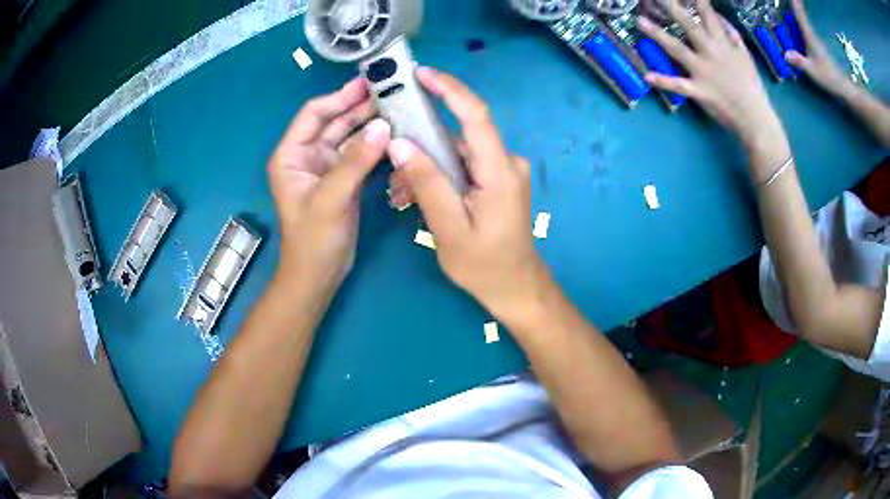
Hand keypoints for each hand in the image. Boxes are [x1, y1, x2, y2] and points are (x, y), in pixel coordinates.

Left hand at [268, 77, 389, 292]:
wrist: (319, 274)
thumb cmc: (313, 239)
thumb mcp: (330, 199)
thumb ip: (354, 162)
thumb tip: (382, 127)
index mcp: (292, 155)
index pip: (313, 114)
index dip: (338, 97)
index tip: (366, 84)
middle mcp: (307, 155)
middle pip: (333, 121)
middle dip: (358, 106)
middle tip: (388, 90)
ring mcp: (326, 167)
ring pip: (348, 135)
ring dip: (369, 122)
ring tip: (396, 107)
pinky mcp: (342, 179)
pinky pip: (359, 153)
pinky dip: (374, 144)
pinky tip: (393, 134)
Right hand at [387, 67, 550, 316]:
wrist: (515, 286)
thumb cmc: (485, 265)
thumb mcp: (449, 229)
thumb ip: (427, 184)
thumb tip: (400, 144)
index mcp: (500, 171)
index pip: (476, 116)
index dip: (450, 89)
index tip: (422, 73)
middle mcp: (506, 161)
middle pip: (459, 135)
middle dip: (422, 142)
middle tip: (392, 159)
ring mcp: (503, 169)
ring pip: (457, 152)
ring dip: (427, 163)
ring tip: (401, 191)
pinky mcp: (497, 178)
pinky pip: (463, 165)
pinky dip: (439, 174)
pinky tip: (418, 194)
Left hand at [637, 0, 782, 148]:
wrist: (756, 119)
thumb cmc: (751, 87)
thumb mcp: (745, 57)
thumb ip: (732, 37)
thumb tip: (720, 18)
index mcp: (723, 45)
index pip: (708, 16)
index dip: (698, 2)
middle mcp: (711, 53)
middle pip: (690, 26)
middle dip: (674, 10)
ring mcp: (703, 72)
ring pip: (678, 49)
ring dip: (658, 35)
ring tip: (640, 21)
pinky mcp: (699, 91)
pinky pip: (678, 85)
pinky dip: (663, 81)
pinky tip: (647, 76)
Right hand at [784, 0, 850, 96]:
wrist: (843, 88)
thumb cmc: (829, 78)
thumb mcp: (813, 71)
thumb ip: (799, 61)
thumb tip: (785, 54)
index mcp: (810, 37)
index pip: (800, 16)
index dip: (795, 4)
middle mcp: (812, 36)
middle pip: (801, 17)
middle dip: (795, 8)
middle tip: (790, 2)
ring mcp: (816, 42)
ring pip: (803, 25)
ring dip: (797, 16)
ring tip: (791, 9)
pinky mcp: (818, 49)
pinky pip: (806, 33)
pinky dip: (800, 27)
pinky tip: (796, 29)